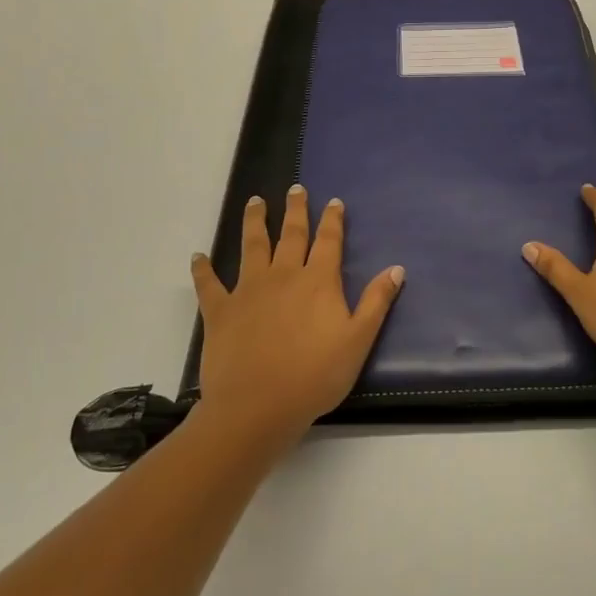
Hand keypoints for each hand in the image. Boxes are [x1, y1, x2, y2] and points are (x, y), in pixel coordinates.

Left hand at [190, 186, 403, 444]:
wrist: (257, 406)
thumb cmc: (315, 376)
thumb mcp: (358, 341)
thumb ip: (376, 302)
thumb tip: (397, 268)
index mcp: (318, 281)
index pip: (328, 241)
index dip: (332, 220)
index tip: (333, 202)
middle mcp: (283, 275)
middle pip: (290, 234)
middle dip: (295, 210)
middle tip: (295, 188)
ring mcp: (248, 289)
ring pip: (252, 246)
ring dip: (254, 222)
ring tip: (255, 202)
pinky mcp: (220, 310)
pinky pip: (209, 283)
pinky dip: (203, 268)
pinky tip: (198, 256)